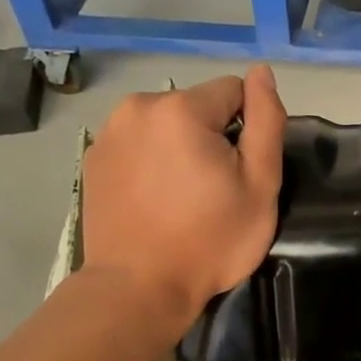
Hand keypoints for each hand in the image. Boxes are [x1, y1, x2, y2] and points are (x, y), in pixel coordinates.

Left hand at [80, 67, 285, 324]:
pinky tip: (152, 200)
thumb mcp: (260, 184)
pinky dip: (150, 161)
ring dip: (178, 146)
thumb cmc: (210, 240)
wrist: (138, 288)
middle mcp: (138, 107)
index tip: (239, 172)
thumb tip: (263, 72)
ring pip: (164, 124)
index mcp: (181, 109)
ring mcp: (108, 133)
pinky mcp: (93, 159)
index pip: (233, 91)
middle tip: (213, 190)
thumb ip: (267, 121)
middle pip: (196, 106)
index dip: (246, 130)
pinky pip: (137, 144)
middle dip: (210, 136)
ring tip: (180, 196)